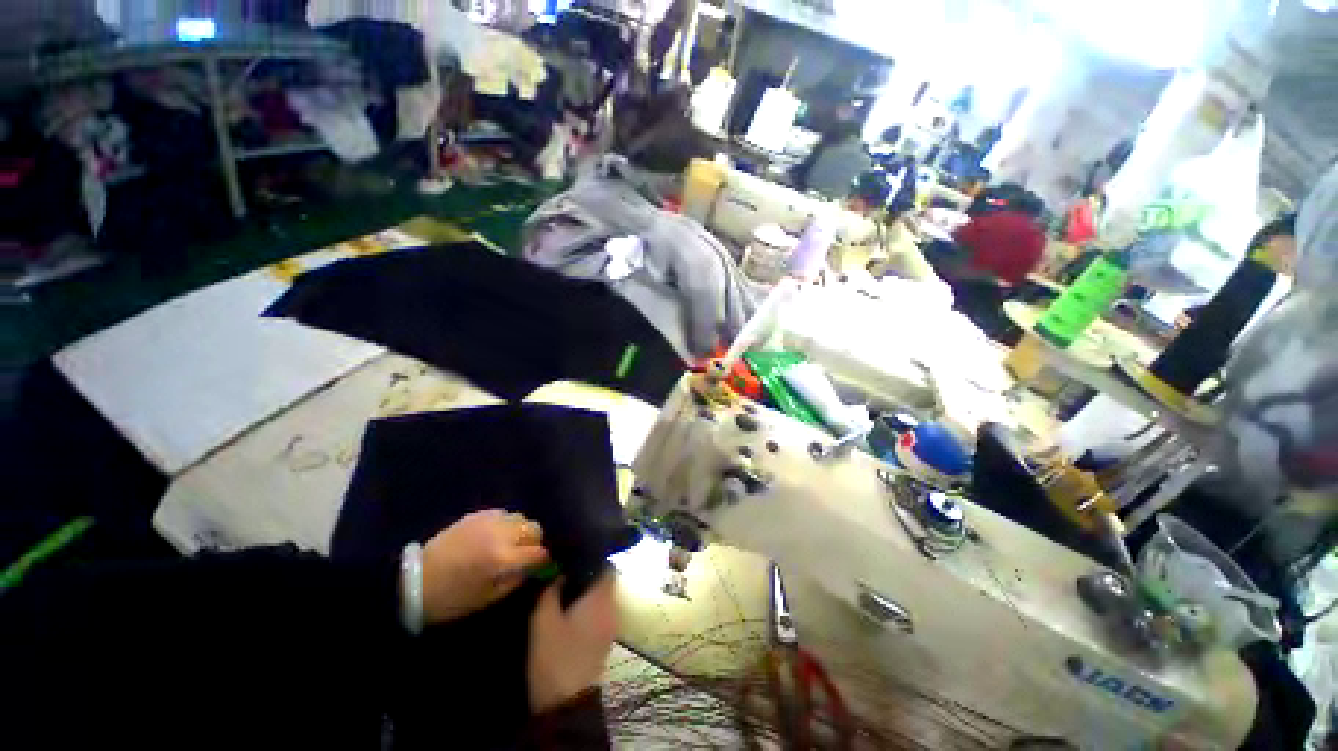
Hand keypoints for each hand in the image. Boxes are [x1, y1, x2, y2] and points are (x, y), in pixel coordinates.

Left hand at [420, 510, 549, 624]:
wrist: (414, 581)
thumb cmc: (451, 598)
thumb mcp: (486, 599)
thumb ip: (514, 581)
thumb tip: (532, 570)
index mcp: (502, 559)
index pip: (538, 552)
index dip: (543, 560)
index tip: (542, 566)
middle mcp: (499, 534)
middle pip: (534, 528)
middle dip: (535, 541)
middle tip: (526, 553)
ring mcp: (487, 521)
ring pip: (520, 518)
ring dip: (521, 530)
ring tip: (511, 543)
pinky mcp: (476, 515)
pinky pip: (502, 514)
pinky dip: (505, 524)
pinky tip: (495, 535)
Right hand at [527, 571, 617, 713]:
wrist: (566, 704)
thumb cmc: (555, 656)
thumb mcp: (543, 620)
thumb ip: (552, 590)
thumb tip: (560, 572)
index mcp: (602, 597)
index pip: (608, 566)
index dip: (594, 559)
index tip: (576, 558)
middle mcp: (612, 607)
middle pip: (607, 582)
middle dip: (589, 575)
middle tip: (566, 574)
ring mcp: (611, 625)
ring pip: (604, 598)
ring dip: (589, 593)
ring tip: (566, 592)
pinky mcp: (606, 641)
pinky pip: (602, 613)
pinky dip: (590, 608)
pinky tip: (571, 614)